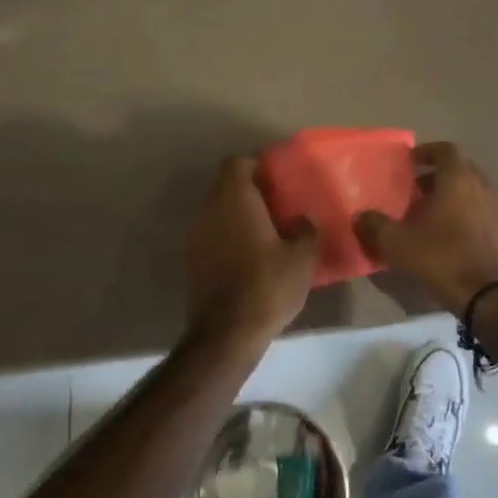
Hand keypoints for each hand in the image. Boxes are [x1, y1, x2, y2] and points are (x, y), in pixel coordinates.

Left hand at [184, 156, 318, 347]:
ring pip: (219, 211)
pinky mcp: (192, 260)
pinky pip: (213, 234)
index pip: (238, 163)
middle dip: (251, 191)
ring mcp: (195, 235)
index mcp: (234, 198)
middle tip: (279, 207)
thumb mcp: (303, 257)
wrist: (226, 333)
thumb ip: (305, 229)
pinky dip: (230, 237)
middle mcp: (209, 209)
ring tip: (268, 233)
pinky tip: (252, 257)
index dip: (258, 166)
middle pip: (227, 186)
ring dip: (240, 216)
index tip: (279, 181)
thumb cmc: (268, 285)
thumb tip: (300, 220)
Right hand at [356, 142, 497, 313]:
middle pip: (459, 169)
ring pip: (471, 190)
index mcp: (459, 178)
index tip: (409, 162)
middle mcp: (482, 185)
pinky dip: (464, 212)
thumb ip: (375, 225)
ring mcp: (497, 208)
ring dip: (450, 194)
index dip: (426, 152)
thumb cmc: (440, 257)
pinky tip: (446, 232)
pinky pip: (480, 209)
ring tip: (427, 212)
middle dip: (436, 175)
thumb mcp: (398, 242)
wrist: (485, 295)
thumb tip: (361, 216)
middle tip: (414, 189)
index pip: (446, 150)